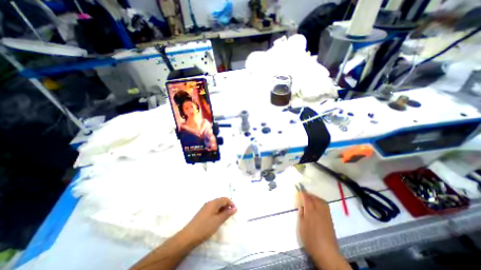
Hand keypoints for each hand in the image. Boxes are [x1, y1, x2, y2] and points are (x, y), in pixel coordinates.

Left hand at [180, 197, 235, 245]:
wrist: (188, 236)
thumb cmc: (205, 227)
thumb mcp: (218, 221)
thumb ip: (227, 214)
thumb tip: (235, 208)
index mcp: (213, 203)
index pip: (225, 199)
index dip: (231, 203)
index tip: (235, 211)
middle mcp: (209, 203)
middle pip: (221, 200)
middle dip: (227, 206)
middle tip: (231, 214)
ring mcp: (205, 207)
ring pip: (217, 205)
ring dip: (223, 209)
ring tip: (225, 217)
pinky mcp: (203, 212)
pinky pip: (213, 208)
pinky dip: (218, 211)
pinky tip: (218, 218)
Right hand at [300, 192, 351, 269]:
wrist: (327, 252)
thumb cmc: (311, 239)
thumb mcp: (301, 226)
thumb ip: (301, 214)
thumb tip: (301, 205)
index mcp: (311, 211)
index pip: (306, 197)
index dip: (302, 192)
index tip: (298, 189)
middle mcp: (319, 209)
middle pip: (314, 197)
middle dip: (308, 194)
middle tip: (302, 194)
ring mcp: (326, 213)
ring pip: (320, 200)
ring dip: (314, 197)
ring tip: (309, 198)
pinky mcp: (330, 218)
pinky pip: (324, 205)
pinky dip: (319, 201)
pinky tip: (316, 204)